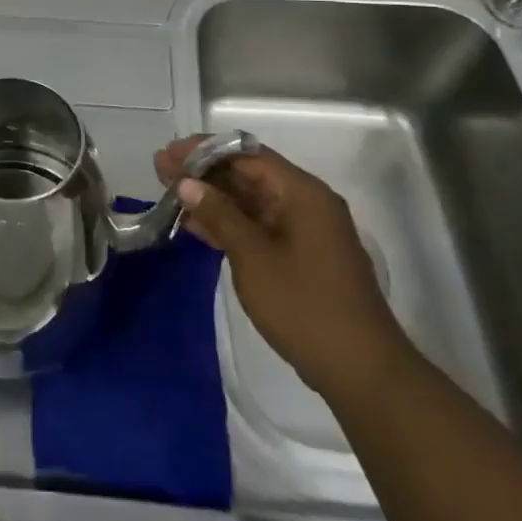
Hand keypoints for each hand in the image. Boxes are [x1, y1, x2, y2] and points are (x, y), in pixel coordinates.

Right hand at [155, 136, 409, 399]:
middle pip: (248, 175)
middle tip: (161, 170)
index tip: (170, 152)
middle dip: (204, 172)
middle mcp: (306, 203)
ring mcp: (305, 231)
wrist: (360, 370)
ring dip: (213, 198)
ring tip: (170, 193)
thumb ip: (219, 215)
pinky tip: (196, 226)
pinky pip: (259, 226)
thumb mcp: (253, 257)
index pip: (247, 155)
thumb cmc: (305, 305)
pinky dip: (229, 223)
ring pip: (251, 201)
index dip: (205, 150)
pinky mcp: (301, 256)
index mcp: (302, 192)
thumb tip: (187, 183)